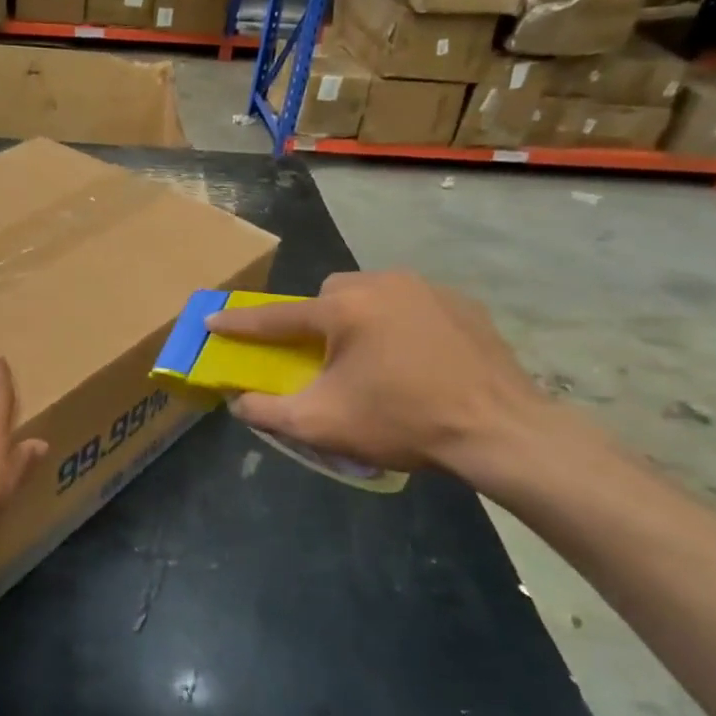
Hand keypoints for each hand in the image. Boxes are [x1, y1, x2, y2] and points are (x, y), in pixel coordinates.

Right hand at [205, 271, 547, 477]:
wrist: (501, 430)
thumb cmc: (403, 423)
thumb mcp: (322, 425)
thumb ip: (269, 411)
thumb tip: (239, 402)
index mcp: (344, 309)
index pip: (277, 316)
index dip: (241, 323)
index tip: (214, 320)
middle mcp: (382, 284)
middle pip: (328, 294)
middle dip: (315, 320)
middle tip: (323, 358)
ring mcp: (426, 288)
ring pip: (370, 293)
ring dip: (357, 318)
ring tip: (371, 359)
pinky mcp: (460, 302)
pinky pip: (409, 302)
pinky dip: (397, 322)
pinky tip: (412, 357)